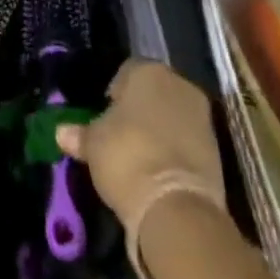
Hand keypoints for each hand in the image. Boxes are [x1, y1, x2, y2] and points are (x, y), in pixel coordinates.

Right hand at [55, 59, 229, 278]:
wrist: (176, 207)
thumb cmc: (127, 156)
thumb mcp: (94, 145)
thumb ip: (80, 134)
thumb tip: (61, 132)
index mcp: (148, 71)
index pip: (126, 72)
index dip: (114, 93)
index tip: (105, 115)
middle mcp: (179, 84)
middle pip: (154, 92)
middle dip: (140, 110)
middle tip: (121, 134)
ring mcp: (202, 117)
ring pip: (173, 116)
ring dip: (159, 131)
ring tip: (140, 156)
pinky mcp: (218, 150)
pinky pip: (188, 141)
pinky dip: (175, 151)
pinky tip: (159, 171)